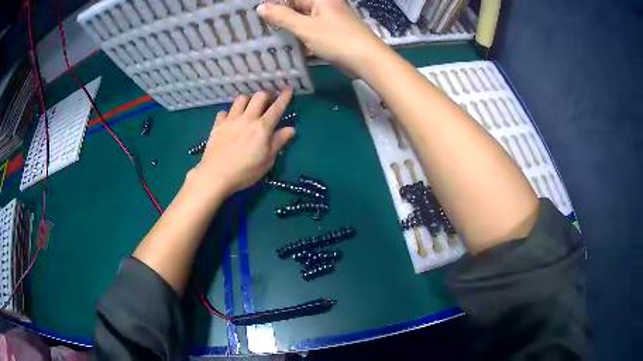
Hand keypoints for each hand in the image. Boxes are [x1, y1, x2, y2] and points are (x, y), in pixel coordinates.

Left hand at [189, 90, 294, 195]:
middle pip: (259, 96)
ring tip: (250, 106)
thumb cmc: (245, 171)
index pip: (277, 107)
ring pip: (241, 99)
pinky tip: (231, 119)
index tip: (288, 89)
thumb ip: (278, 142)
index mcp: (262, 127)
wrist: (216, 175)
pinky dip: (229, 113)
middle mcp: (247, 118)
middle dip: (267, 95)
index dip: (284, 97)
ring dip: (248, 100)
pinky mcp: (218, 125)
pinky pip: (224, 111)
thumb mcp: (267, 160)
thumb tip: (290, 129)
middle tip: (269, 101)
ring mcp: (231, 120)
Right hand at [257, 0, 386, 75]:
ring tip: (267, 36)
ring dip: (289, 28)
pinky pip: (311, 30)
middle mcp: (325, 5)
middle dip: (280, 16)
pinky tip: (287, 44)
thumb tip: (260, 7)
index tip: (257, 14)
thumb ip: (282, 17)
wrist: (367, 60)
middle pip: (297, 7)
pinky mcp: (332, 32)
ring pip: (303, 20)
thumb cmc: (337, 39)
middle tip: (259, 27)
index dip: (275, 5)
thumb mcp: (305, 27)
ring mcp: (329, 19)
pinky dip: (300, 36)